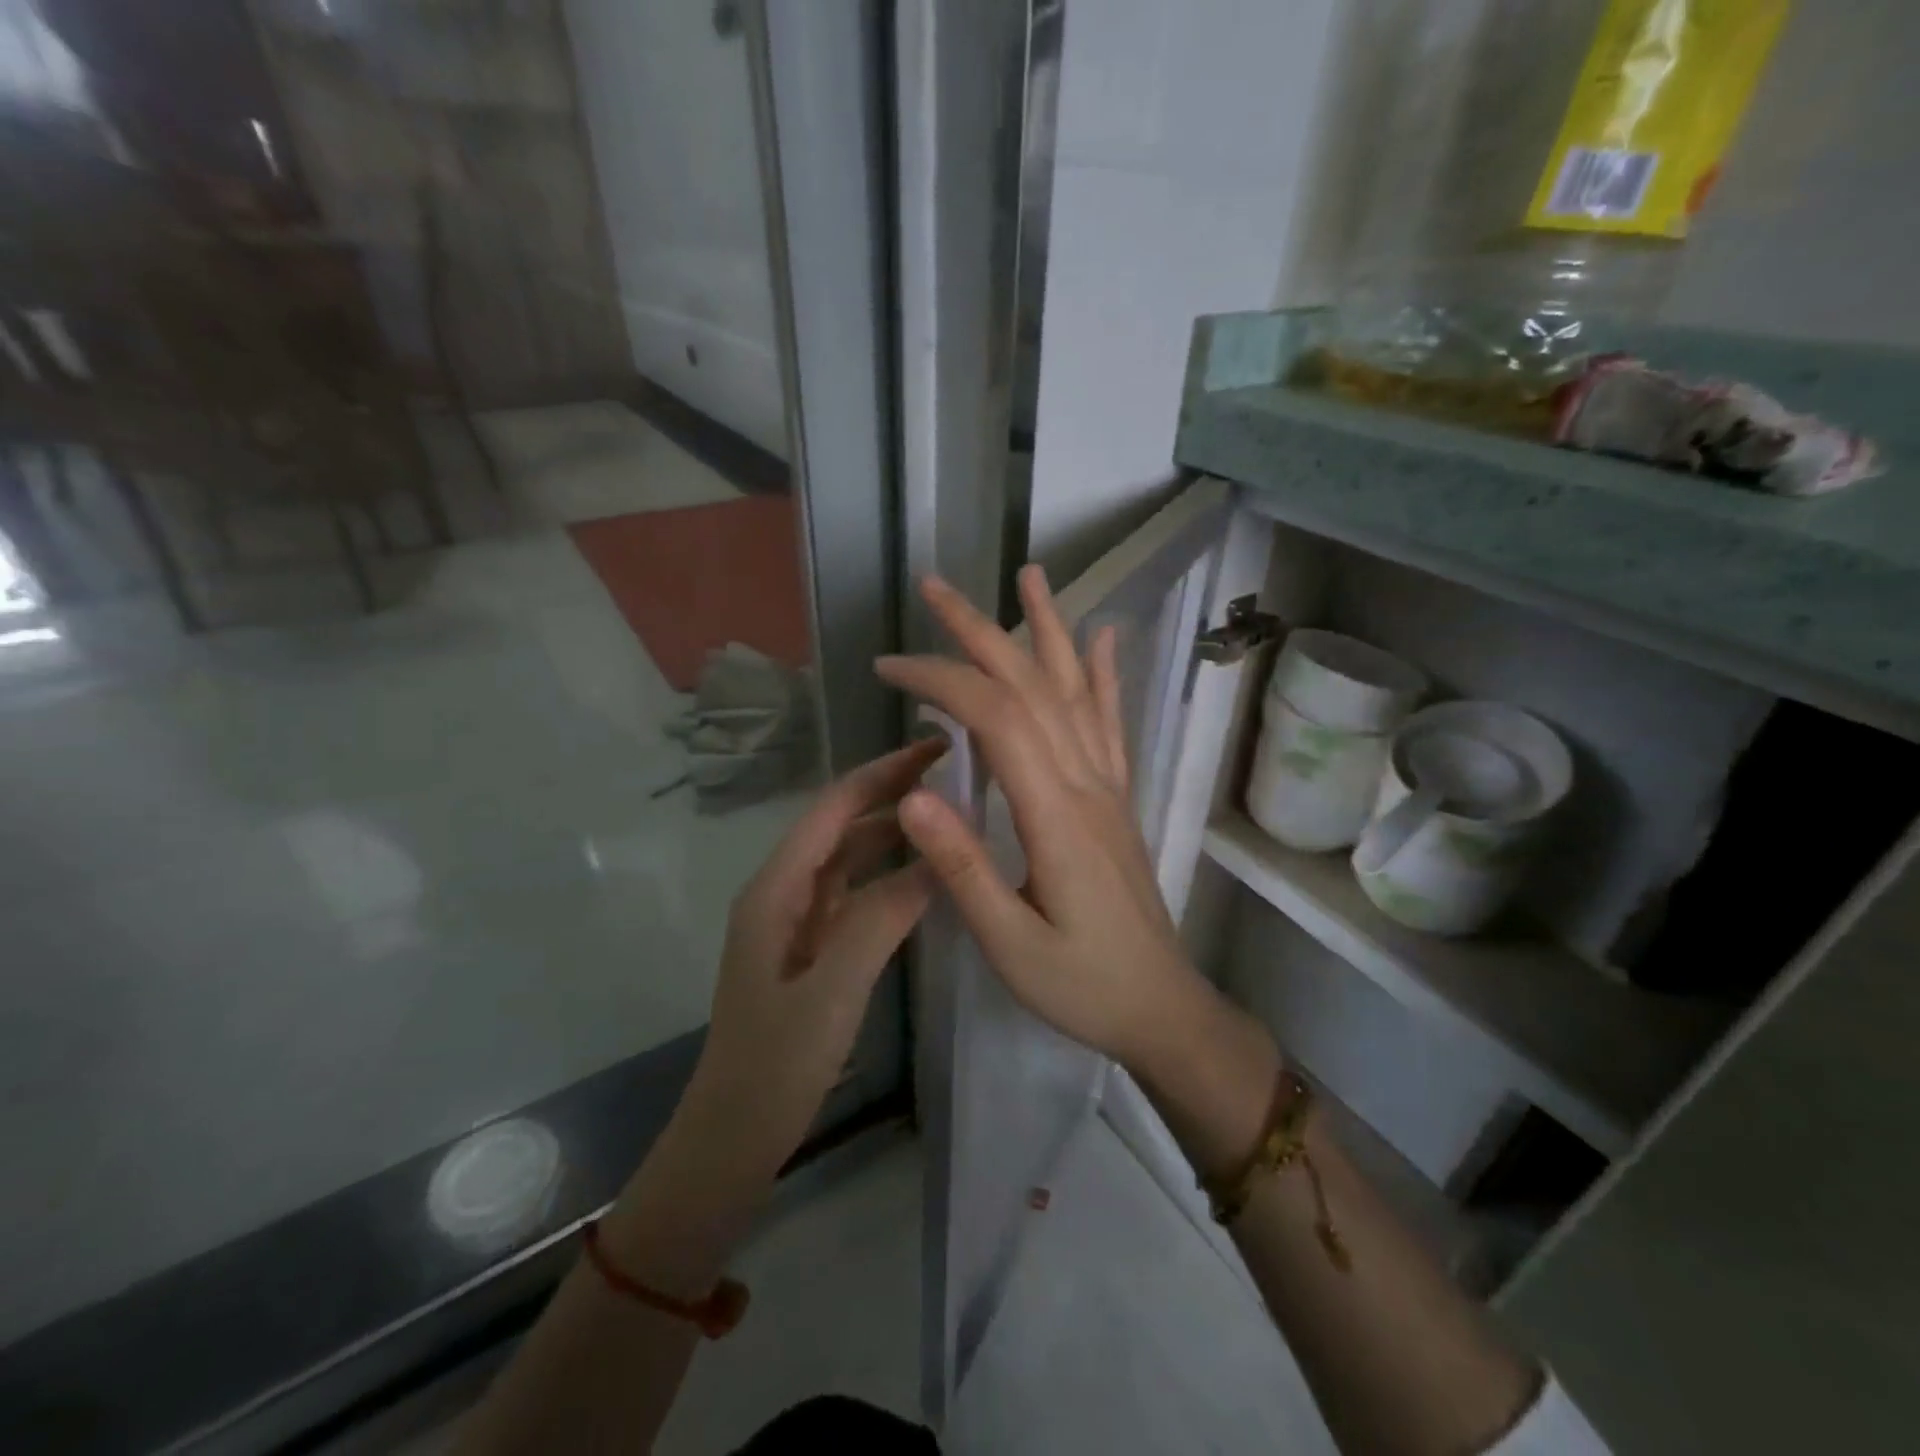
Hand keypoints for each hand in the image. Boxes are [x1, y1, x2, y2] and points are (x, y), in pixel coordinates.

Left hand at [691, 738, 945, 1173]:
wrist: (733, 1138)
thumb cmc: (775, 1064)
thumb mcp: (832, 989)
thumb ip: (881, 918)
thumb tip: (935, 858)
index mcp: (776, 889)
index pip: (834, 808)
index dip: (883, 772)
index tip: (936, 747)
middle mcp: (783, 892)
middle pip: (843, 826)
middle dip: (893, 795)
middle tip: (957, 775)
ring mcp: (798, 921)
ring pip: (851, 860)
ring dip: (894, 834)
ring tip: (950, 816)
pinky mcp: (812, 949)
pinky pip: (856, 895)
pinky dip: (890, 877)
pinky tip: (926, 877)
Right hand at [876, 567, 1214, 1070]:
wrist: (1161, 1007)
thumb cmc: (1081, 984)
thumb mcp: (1010, 944)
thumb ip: (963, 867)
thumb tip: (915, 792)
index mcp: (1054, 814)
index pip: (995, 716)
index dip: (940, 679)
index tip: (889, 667)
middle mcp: (1086, 782)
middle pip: (1033, 684)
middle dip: (980, 629)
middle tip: (934, 586)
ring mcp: (1107, 785)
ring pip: (1077, 689)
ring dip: (1047, 629)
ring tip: (1028, 575)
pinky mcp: (1116, 797)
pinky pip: (1112, 722)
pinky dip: (1105, 673)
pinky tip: (1103, 636)